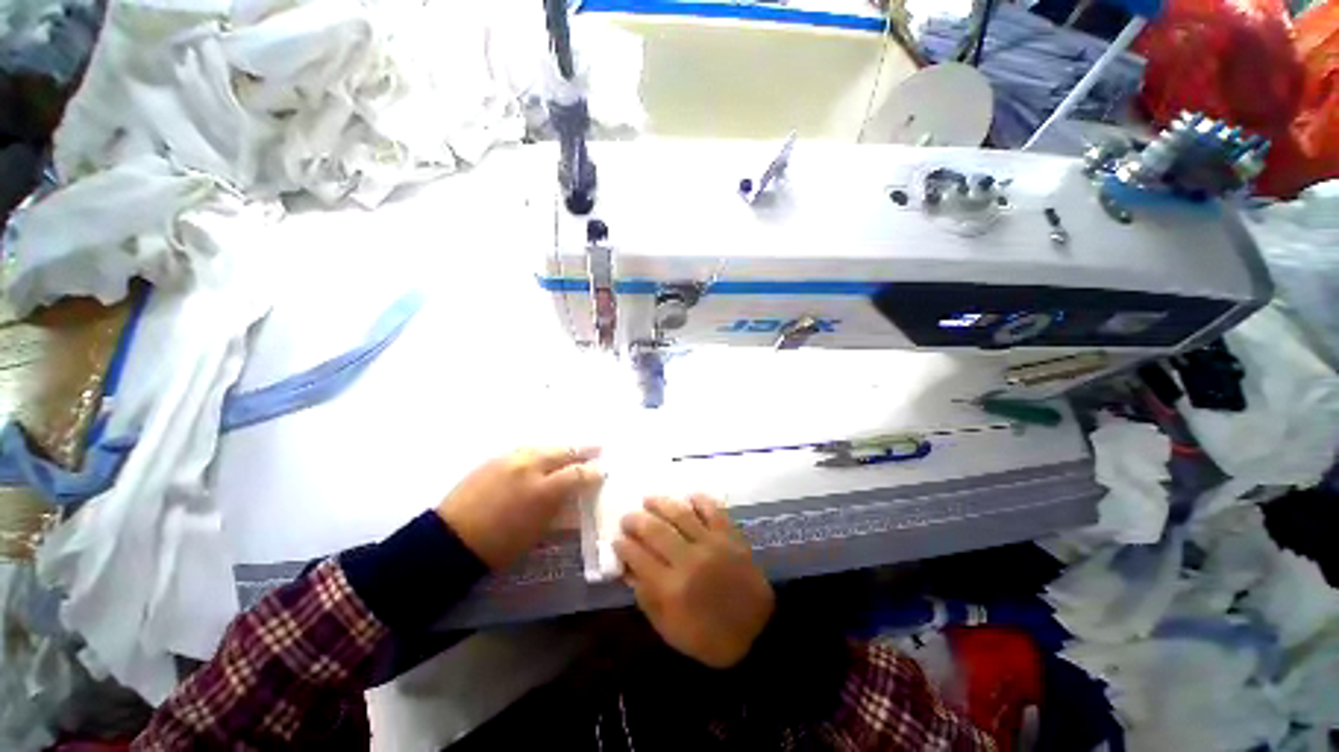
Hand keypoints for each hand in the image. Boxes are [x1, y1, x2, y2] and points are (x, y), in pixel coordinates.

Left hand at [437, 447, 602, 569]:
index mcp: (543, 490)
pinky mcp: (495, 458)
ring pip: (545, 446)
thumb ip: (559, 506)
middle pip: (564, 451)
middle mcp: (530, 467)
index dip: (593, 472)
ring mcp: (511, 459)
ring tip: (572, 449)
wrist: (450, 541)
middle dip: (583, 450)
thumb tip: (575, 493)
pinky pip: (525, 449)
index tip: (602, 471)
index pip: (577, 473)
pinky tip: (543, 454)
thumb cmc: (499, 545)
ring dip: (561, 448)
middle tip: (597, 448)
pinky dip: (540, 451)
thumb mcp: (537, 531)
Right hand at [614, 495, 774, 668]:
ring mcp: (712, 544)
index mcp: (672, 588)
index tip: (617, 539)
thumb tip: (629, 570)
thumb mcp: (670, 630)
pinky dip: (700, 500)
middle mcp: (689, 560)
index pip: (639, 557)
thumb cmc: (709, 637)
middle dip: (637, 521)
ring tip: (649, 500)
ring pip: (681, 514)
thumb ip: (647, 599)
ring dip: (662, 503)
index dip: (624, 546)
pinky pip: (713, 510)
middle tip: (628, 517)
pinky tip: (688, 497)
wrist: (758, 633)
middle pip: (656, 531)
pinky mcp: (730, 536)